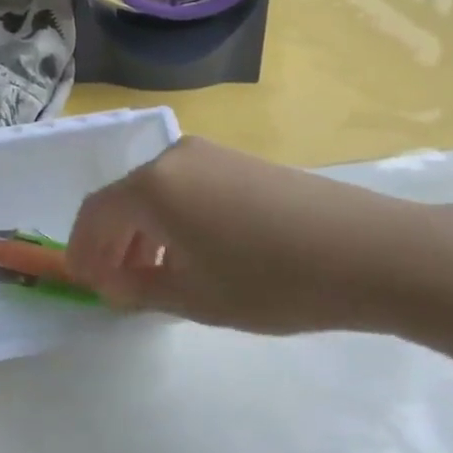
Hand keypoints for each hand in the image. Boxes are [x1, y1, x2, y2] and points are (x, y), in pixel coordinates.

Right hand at [66, 136, 424, 335]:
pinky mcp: (240, 161)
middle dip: (111, 241)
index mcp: (152, 186)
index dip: (83, 248)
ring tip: (151, 273)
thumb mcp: (196, 297)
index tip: (82, 281)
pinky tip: (191, 251)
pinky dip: (172, 218)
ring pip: (155, 192)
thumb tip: (113, 283)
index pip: (96, 213)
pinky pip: (185, 187)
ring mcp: (210, 155)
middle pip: (123, 198)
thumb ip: (140, 288)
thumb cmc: (272, 280)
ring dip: (142, 231)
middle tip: (114, 284)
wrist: (370, 250)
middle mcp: (173, 158)